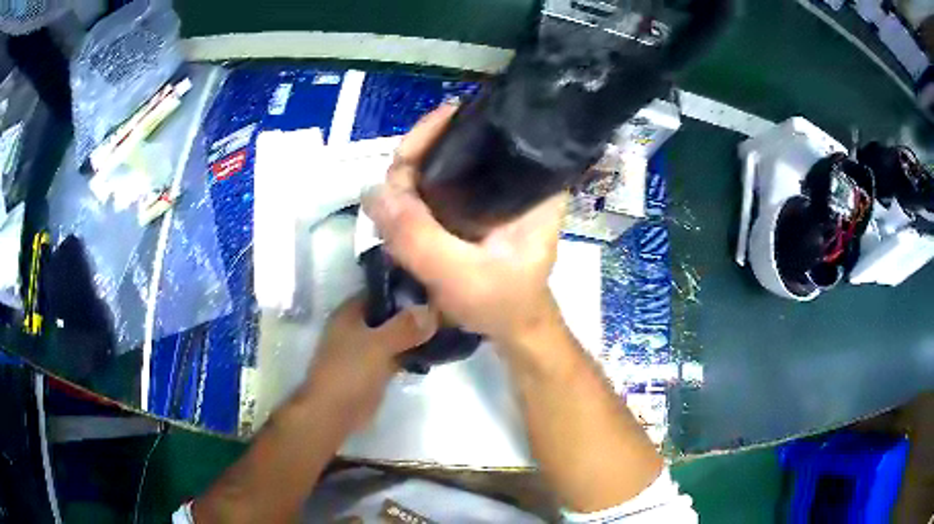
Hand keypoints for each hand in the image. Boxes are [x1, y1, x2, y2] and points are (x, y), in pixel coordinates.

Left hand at [302, 295, 436, 430]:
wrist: (334, 413)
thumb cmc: (349, 373)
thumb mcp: (378, 345)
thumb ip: (404, 327)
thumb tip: (432, 310)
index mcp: (350, 313)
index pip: (380, 290)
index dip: (404, 288)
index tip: (432, 287)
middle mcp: (357, 327)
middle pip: (390, 313)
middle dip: (414, 312)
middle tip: (445, 307)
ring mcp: (366, 349)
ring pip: (395, 335)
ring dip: (416, 334)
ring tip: (447, 326)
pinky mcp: (375, 369)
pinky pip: (398, 354)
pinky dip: (413, 353)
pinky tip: (436, 350)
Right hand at [362, 104, 566, 346]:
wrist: (512, 328)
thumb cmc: (503, 304)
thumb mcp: (462, 277)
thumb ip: (419, 237)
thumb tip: (373, 191)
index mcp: (531, 182)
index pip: (485, 132)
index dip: (440, 132)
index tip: (406, 156)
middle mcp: (513, 176)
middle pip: (453, 145)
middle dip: (414, 163)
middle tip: (391, 197)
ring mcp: (490, 190)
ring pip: (438, 165)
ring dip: (407, 183)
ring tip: (390, 212)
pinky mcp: (472, 206)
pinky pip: (434, 188)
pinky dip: (411, 198)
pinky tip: (397, 216)